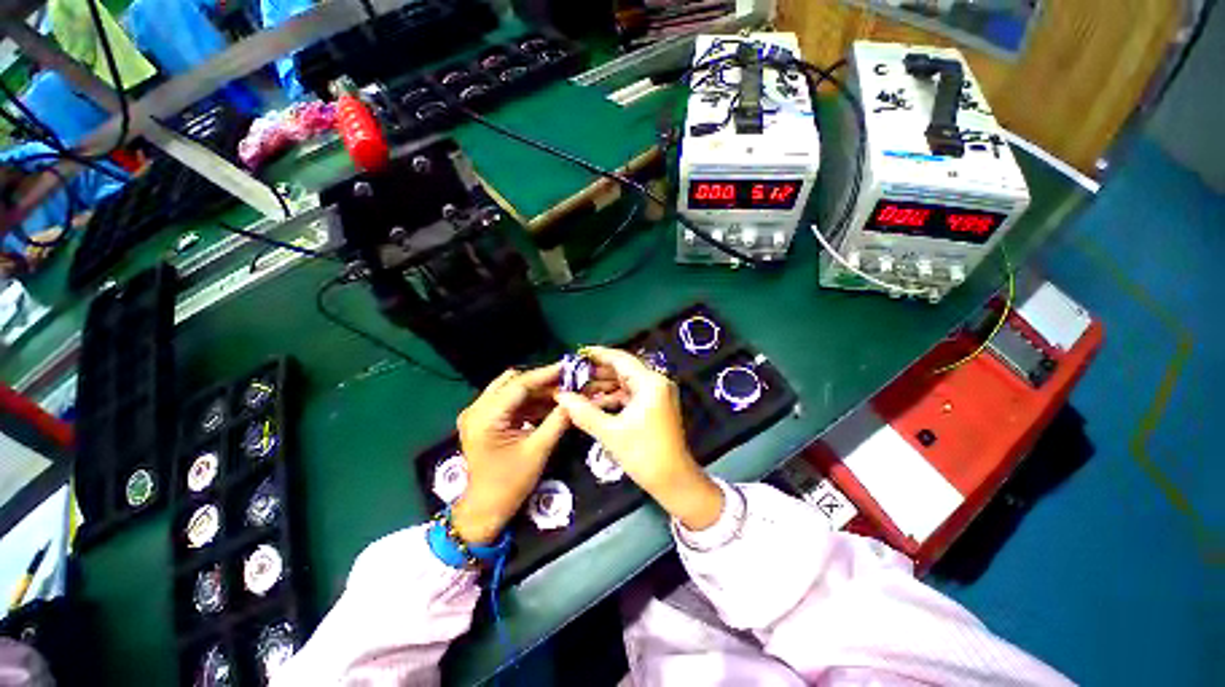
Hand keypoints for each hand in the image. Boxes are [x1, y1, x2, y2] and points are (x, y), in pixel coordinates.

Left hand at [452, 364, 568, 543]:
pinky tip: (549, 404)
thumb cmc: (510, 483)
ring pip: (511, 389)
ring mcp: (477, 413)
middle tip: (567, 381)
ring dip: (536, 390)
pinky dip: (529, 401)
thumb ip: (558, 420)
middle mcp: (477, 408)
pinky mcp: (484, 419)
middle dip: (541, 381)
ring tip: (562, 392)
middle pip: (513, 382)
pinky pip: (509, 401)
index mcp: (486, 417)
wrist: (485, 509)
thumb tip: (576, 399)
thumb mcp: (538, 450)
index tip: (569, 367)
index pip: (519, 385)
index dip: (546, 375)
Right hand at [555, 347, 723, 530]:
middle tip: (573, 373)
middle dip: (598, 372)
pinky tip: (595, 402)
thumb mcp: (611, 432)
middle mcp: (656, 383)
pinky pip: (630, 394)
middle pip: (623, 369)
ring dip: (604, 386)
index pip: (621, 359)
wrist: (674, 481)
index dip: (598, 354)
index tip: (577, 353)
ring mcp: (657, 394)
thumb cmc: (644, 454)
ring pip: (626, 382)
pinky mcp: (654, 406)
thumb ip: (584, 412)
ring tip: (579, 387)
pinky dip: (614, 397)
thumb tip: (561, 396)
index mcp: (650, 382)